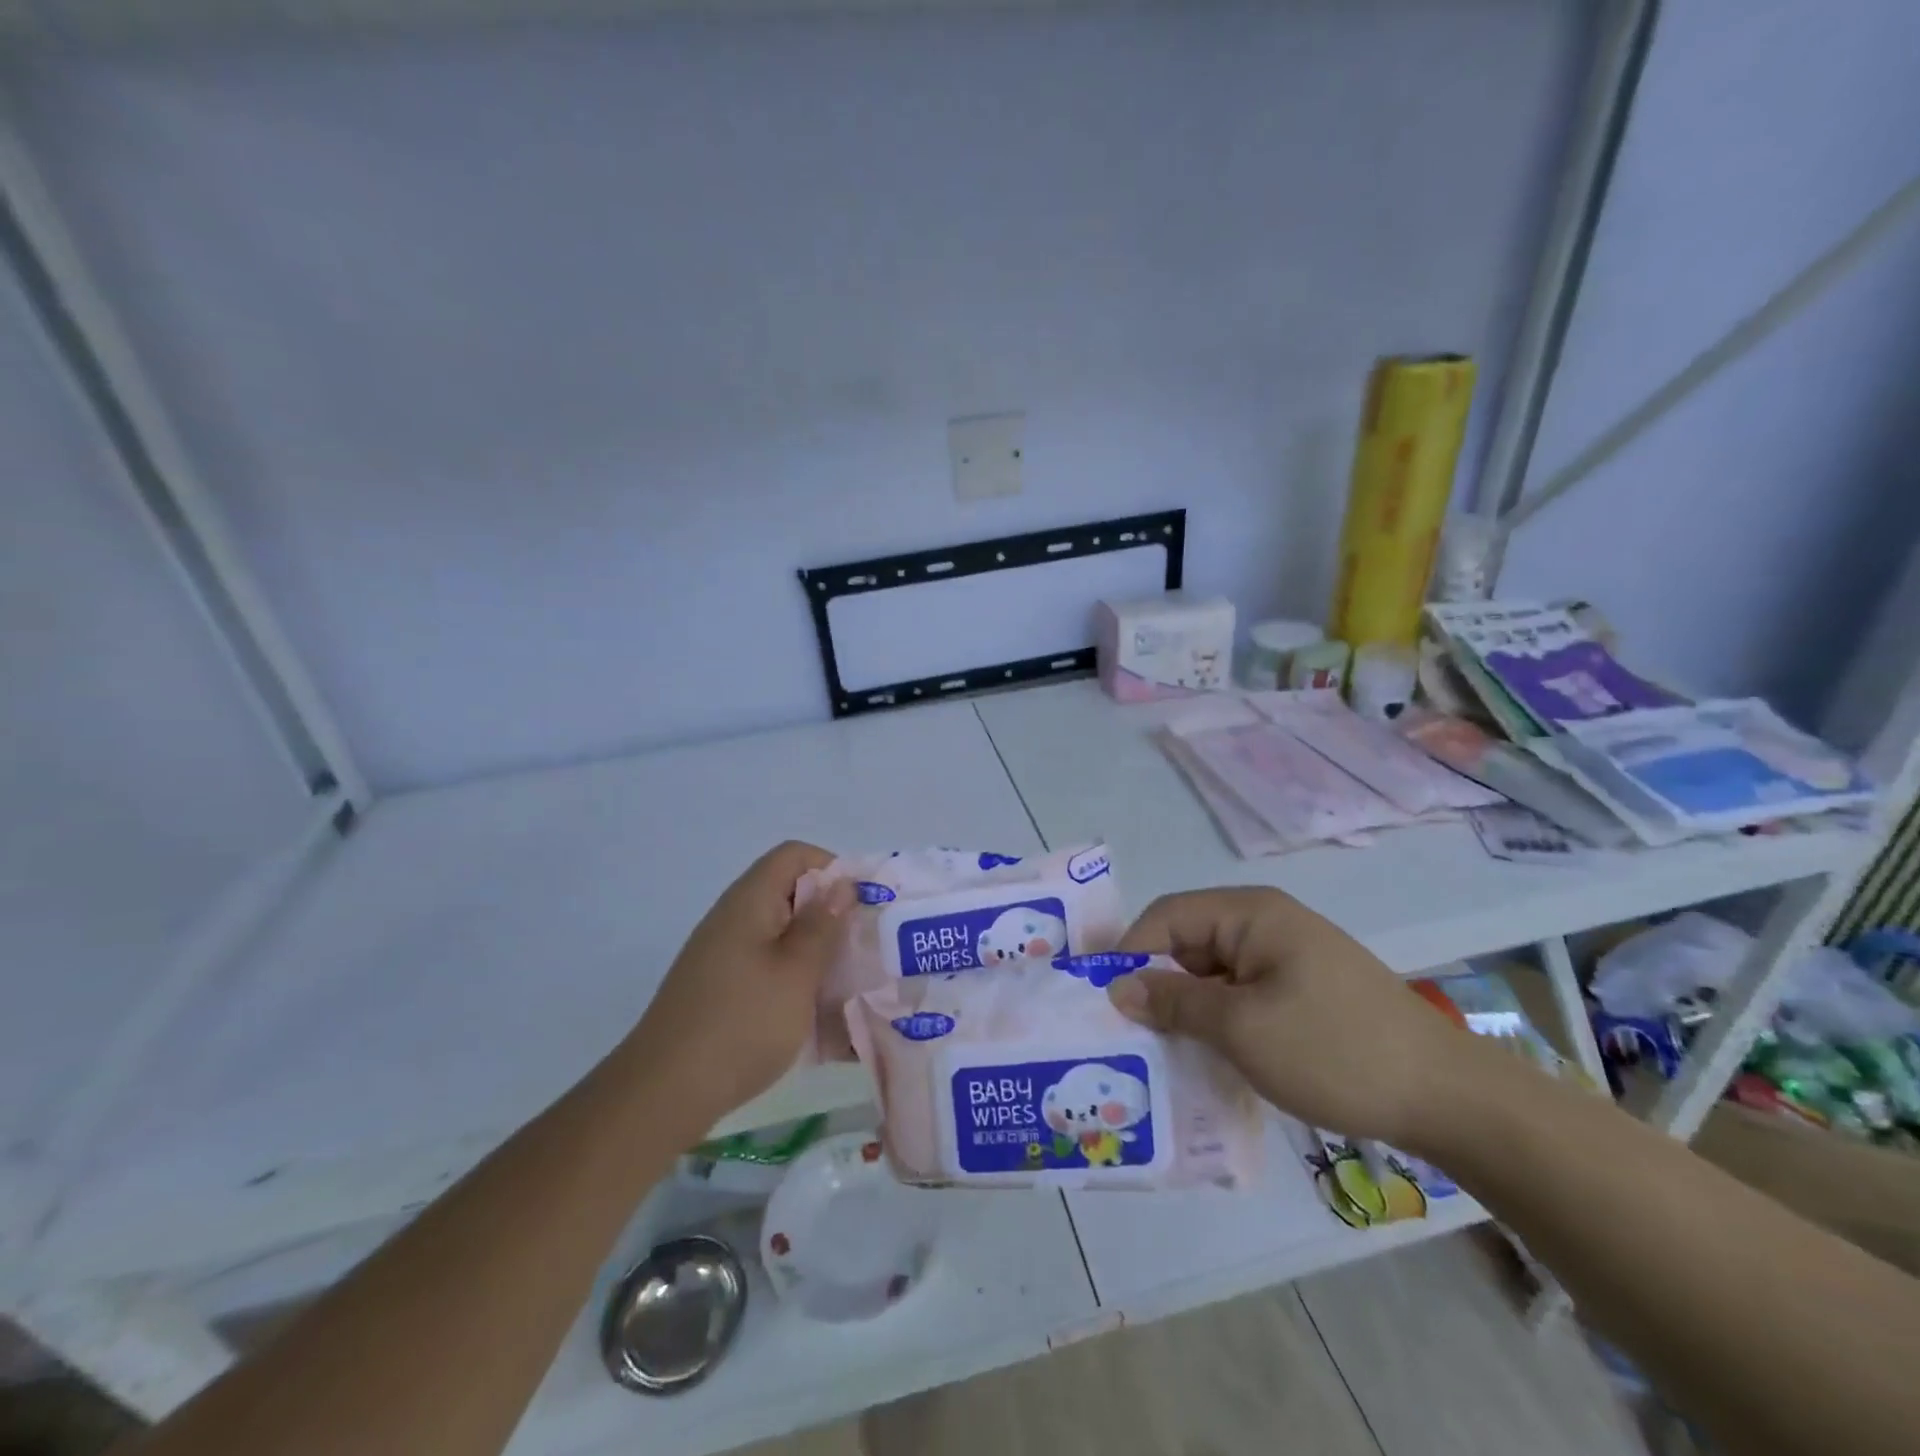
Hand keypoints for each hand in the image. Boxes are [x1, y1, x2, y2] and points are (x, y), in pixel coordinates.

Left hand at [628, 840, 853, 1127]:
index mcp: (750, 902)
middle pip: (790, 895)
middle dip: (832, 918)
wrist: (664, 1092)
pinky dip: (796, 983)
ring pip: (782, 937)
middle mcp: (734, 920)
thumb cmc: (742, 1023)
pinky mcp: (720, 991)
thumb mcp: (797, 972)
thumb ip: (822, 925)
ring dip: (818, 955)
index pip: (794, 855)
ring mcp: (723, 957)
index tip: (861, 905)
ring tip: (850, 986)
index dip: (832, 868)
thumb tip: (841, 884)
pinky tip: (819, 1021)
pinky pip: (768, 970)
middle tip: (865, 949)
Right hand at [1107, 887, 1484, 1146]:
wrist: (1449, 1098)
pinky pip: (1240, 995)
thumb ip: (1174, 1002)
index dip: (1129, 951)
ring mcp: (1286, 958)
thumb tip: (1117, 986)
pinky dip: (1217, 1021)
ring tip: (1157, 1051)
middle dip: (1155, 983)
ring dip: (1185, 1008)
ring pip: (1212, 974)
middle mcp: (1265, 924)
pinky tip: (1205, 1056)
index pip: (1167, 916)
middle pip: (1187, 943)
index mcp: (1251, 913)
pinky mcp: (1301, 991)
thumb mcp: (1242, 1028)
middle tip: (1125, 1033)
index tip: (1101, 999)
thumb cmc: (1335, 1050)